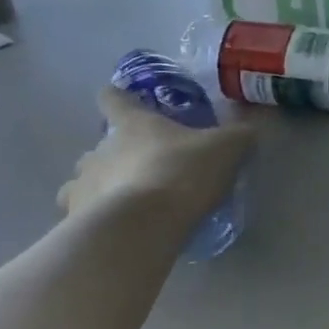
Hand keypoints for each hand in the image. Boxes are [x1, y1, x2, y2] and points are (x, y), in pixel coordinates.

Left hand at [58, 87, 254, 228]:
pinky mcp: (76, 219)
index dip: (116, 97)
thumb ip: (239, 135)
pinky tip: (113, 231)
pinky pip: (79, 215)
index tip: (119, 100)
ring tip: (121, 204)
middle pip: (97, 145)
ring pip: (80, 180)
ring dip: (96, 187)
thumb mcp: (225, 149)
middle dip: (113, 155)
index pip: (113, 99)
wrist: (144, 225)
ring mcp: (82, 185)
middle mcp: (100, 150)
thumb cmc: (182, 173)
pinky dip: (92, 219)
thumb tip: (251, 127)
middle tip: (140, 169)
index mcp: (132, 124)